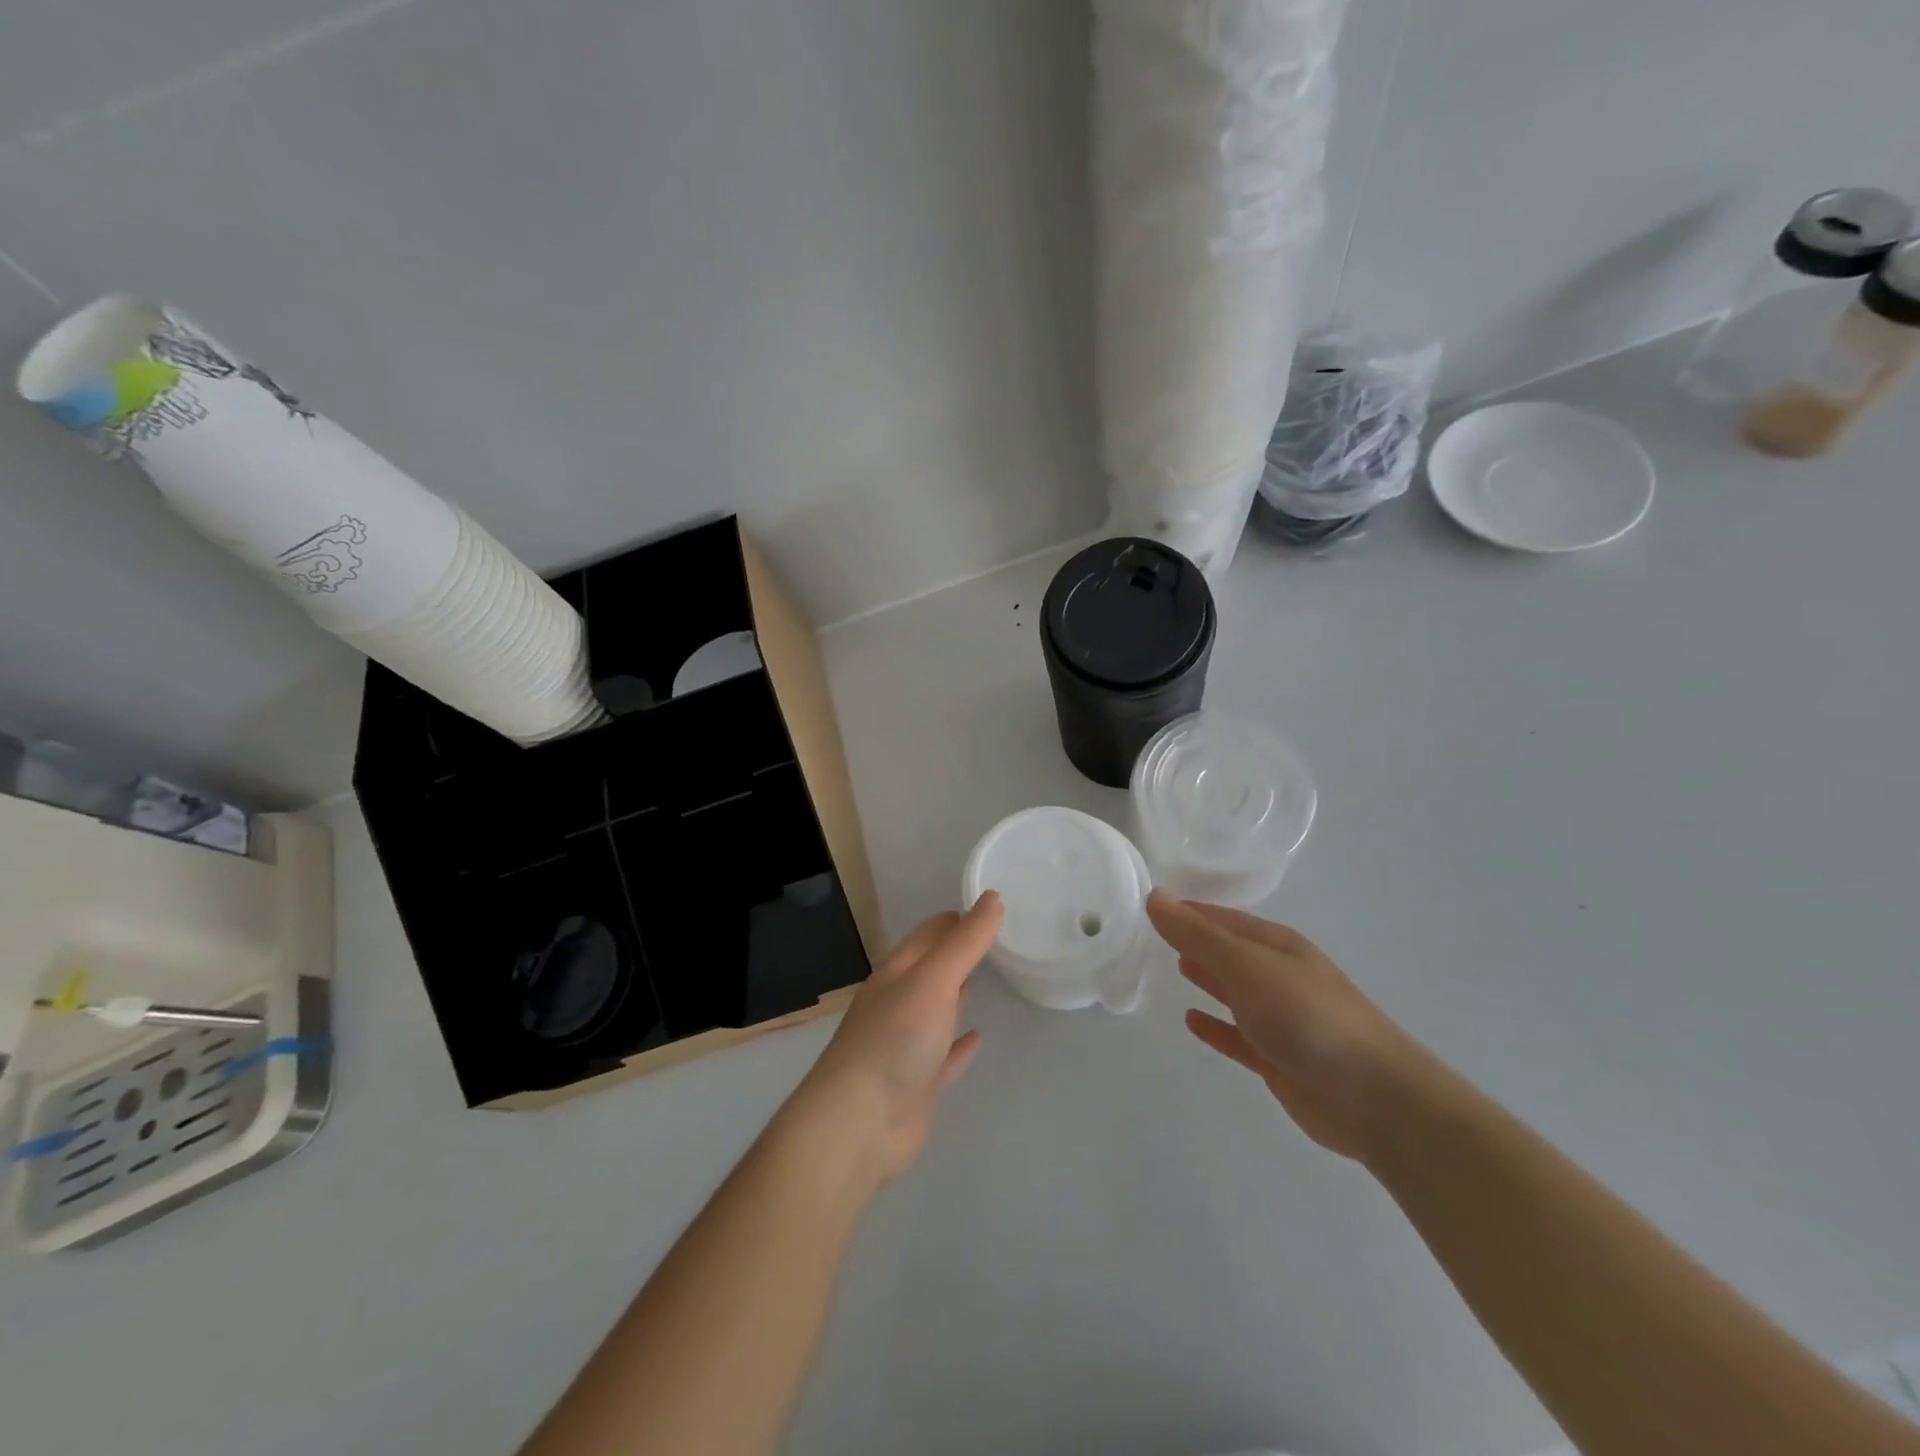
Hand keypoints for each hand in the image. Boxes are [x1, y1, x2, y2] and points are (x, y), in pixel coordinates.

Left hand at [786, 894, 1002, 1182]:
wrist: (859, 1124)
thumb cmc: (895, 1039)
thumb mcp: (934, 980)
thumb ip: (966, 942)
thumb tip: (992, 897)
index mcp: (896, 973)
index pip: (929, 934)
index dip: (957, 919)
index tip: (991, 908)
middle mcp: (898, 1003)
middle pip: (932, 970)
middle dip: (959, 953)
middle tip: (998, 940)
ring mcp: (906, 1045)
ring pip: (937, 1010)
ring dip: (958, 994)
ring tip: (988, 978)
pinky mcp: (917, 1083)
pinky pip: (944, 1056)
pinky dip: (960, 1046)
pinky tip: (978, 1038)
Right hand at [1147, 891, 1423, 1160]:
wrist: (1375, 1098)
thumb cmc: (1307, 1016)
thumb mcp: (1246, 965)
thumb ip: (1198, 935)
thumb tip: (1155, 897)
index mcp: (1274, 944)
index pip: (1220, 917)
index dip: (1186, 910)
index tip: (1148, 904)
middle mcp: (1277, 975)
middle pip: (1227, 950)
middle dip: (1194, 940)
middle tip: (1151, 932)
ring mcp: (1279, 1018)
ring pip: (1232, 990)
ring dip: (1206, 977)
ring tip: (1171, 966)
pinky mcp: (1277, 1058)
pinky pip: (1236, 1035)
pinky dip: (1215, 1026)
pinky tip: (1191, 1021)